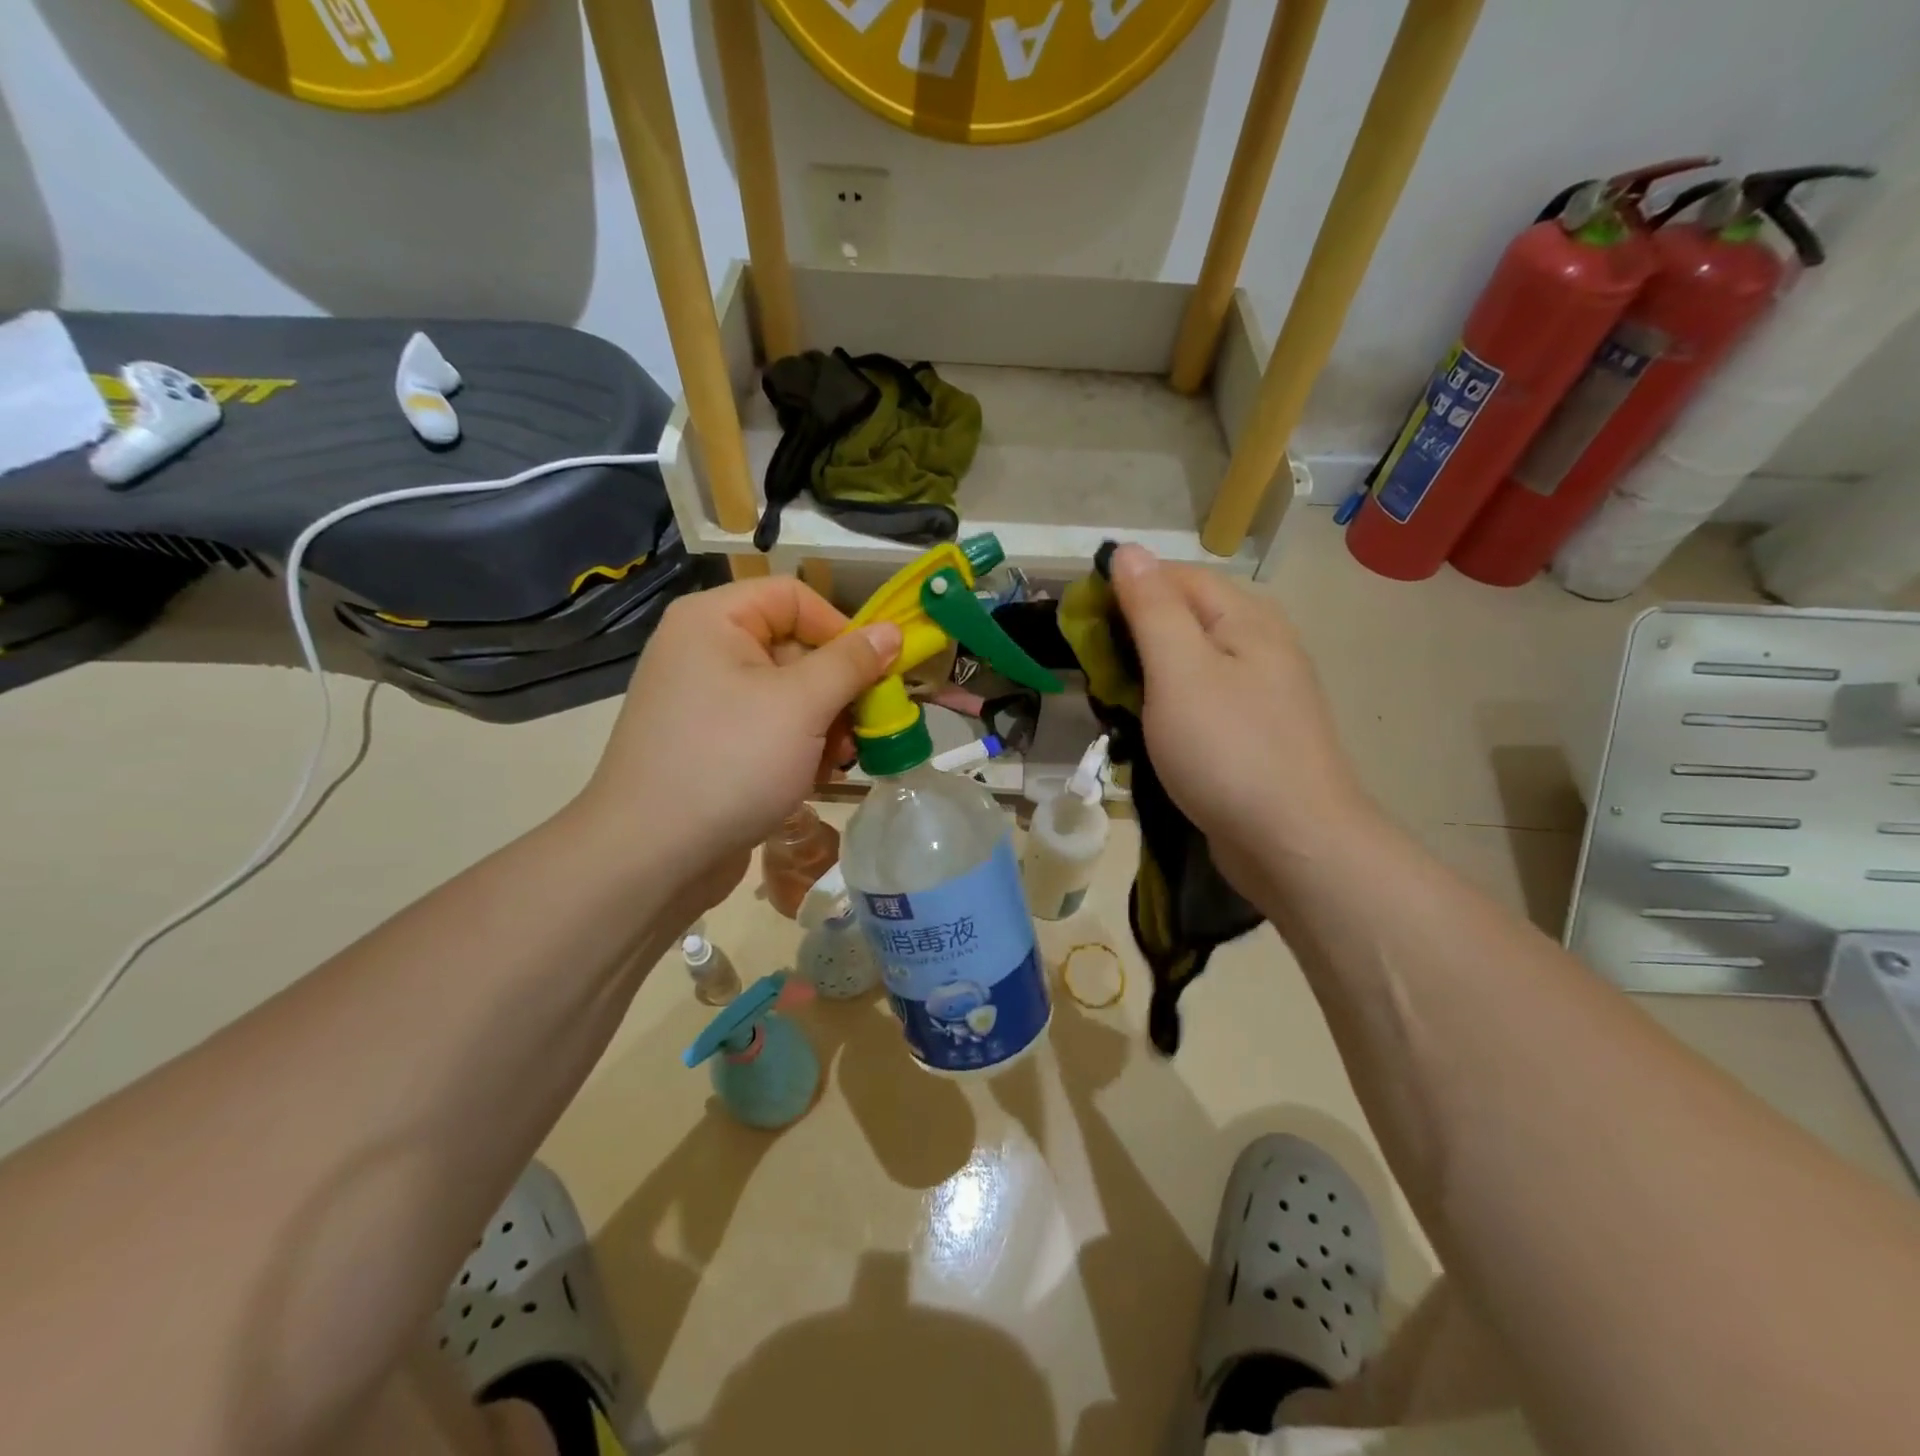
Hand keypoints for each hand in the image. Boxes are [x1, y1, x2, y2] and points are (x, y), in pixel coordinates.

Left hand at [578, 576, 900, 912]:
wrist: (651, 856)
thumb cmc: (730, 762)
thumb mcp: (802, 705)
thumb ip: (851, 663)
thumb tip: (892, 632)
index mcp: (714, 621)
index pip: (794, 598)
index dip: (841, 628)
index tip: (875, 673)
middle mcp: (704, 650)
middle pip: (794, 648)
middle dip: (837, 690)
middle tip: (865, 728)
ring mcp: (704, 701)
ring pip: (787, 694)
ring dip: (825, 724)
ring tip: (840, 761)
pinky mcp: (709, 744)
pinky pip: (767, 728)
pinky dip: (798, 747)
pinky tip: (814, 778)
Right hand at [1108, 545, 1375, 892]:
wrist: (1293, 842)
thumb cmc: (1228, 750)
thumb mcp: (1179, 671)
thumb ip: (1151, 608)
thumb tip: (1128, 551)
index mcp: (1247, 618)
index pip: (1176, 577)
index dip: (1125, 589)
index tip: (1081, 623)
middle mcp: (1261, 645)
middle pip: (1185, 618)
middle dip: (1134, 636)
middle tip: (1096, 672)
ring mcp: (1262, 693)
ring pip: (1191, 663)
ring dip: (1148, 676)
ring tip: (1116, 703)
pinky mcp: (1255, 733)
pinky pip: (1202, 702)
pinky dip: (1170, 707)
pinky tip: (1151, 732)